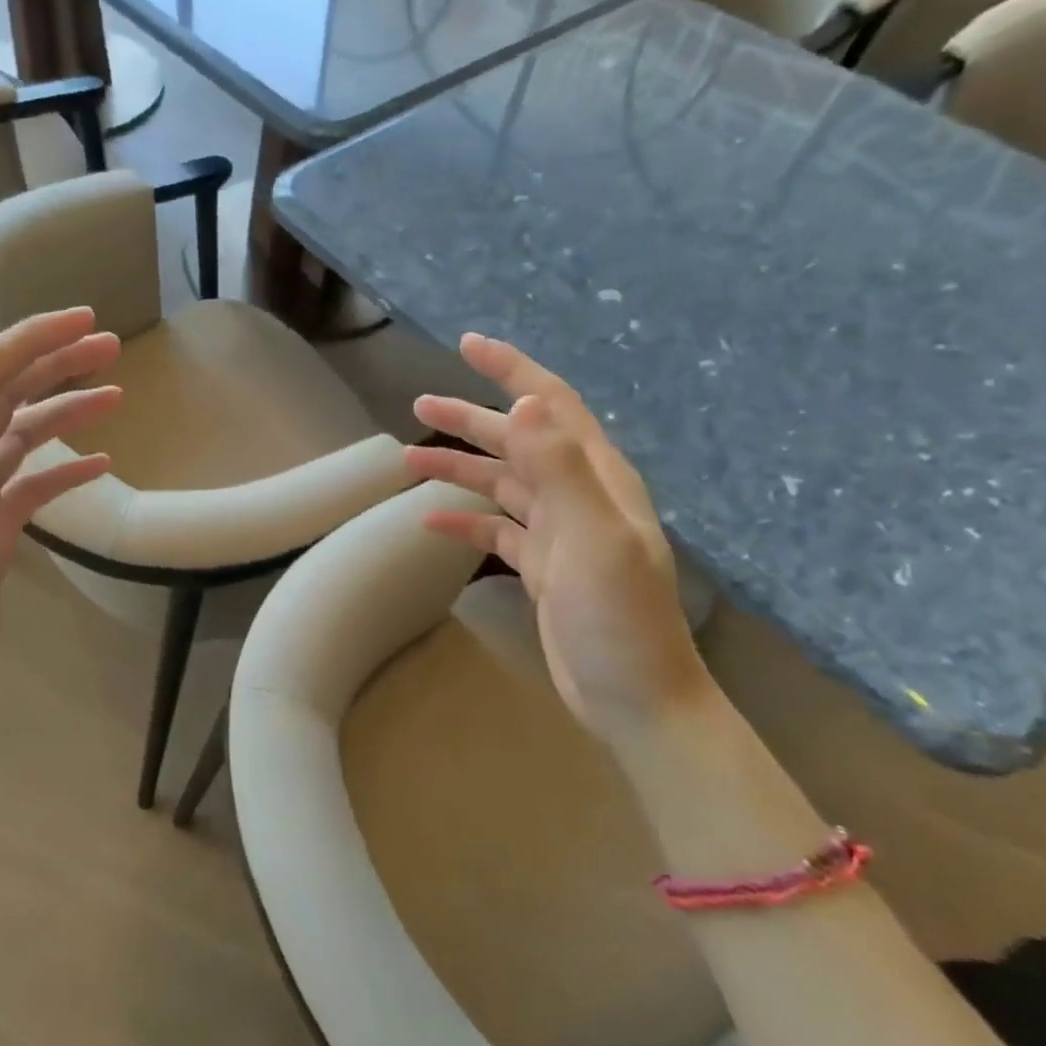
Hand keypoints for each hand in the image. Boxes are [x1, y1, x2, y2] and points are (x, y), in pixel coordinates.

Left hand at [0, 309, 120, 788]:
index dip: (29, 342)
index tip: (83, 322)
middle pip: (6, 397)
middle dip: (55, 363)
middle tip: (111, 345)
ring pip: (22, 437)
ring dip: (65, 410)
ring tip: (115, 393)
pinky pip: (32, 487)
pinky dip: (65, 470)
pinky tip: (99, 464)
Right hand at [402, 333, 712, 743]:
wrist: (637, 700)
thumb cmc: (618, 617)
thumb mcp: (592, 538)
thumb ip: (560, 467)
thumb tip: (525, 399)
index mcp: (595, 476)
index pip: (550, 403)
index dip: (511, 369)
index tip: (467, 344)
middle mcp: (578, 494)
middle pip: (516, 439)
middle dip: (469, 418)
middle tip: (419, 405)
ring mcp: (559, 531)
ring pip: (501, 482)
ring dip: (459, 467)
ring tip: (408, 459)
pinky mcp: (543, 566)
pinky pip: (495, 529)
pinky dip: (464, 519)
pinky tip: (430, 521)